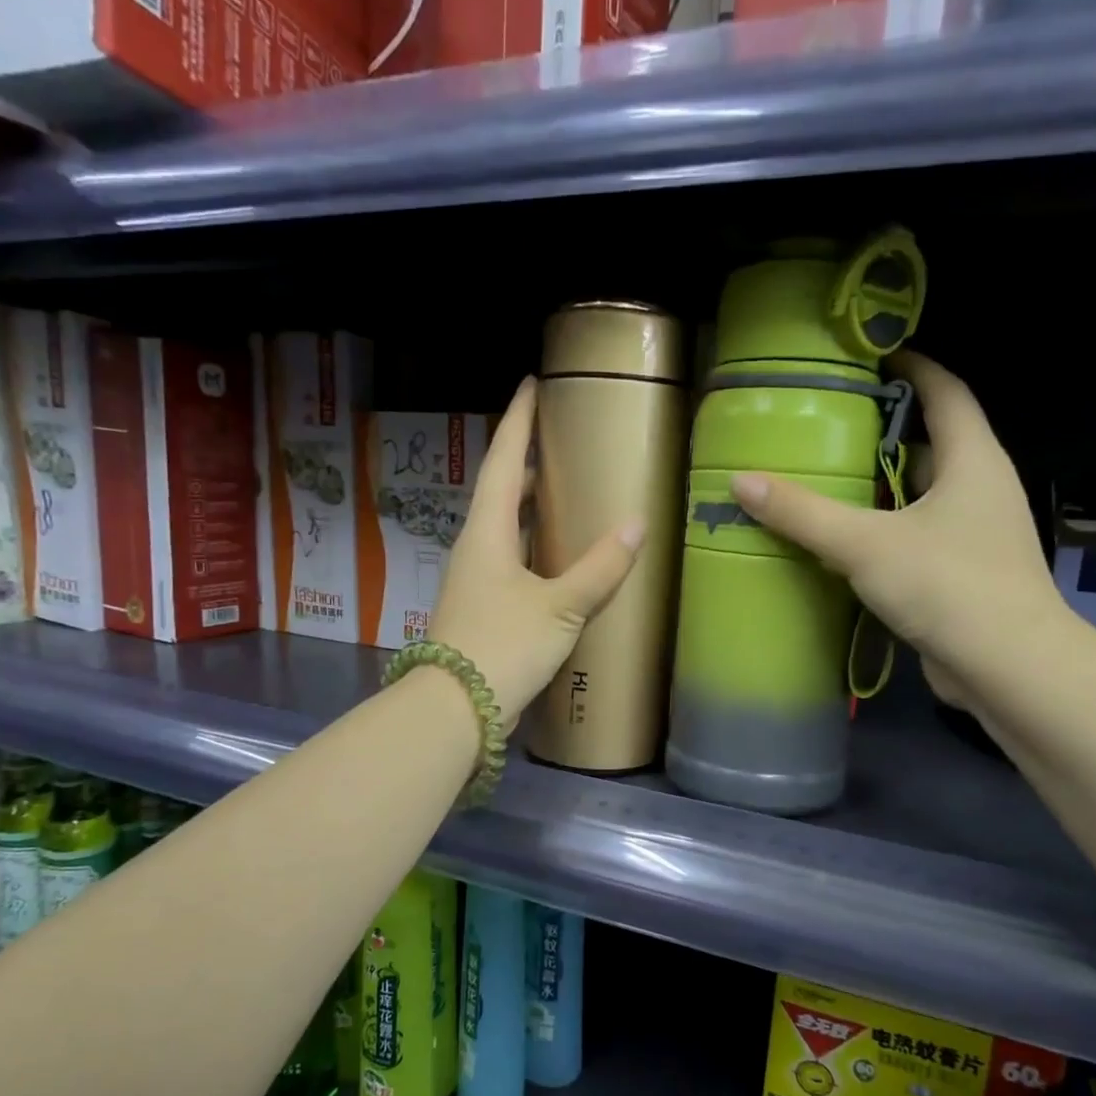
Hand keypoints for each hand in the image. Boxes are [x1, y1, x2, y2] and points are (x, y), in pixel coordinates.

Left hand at [426, 378, 645, 731]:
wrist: (458, 710)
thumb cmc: (503, 646)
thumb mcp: (559, 607)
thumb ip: (599, 569)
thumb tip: (636, 526)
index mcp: (486, 533)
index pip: (500, 461)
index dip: (517, 422)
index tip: (531, 385)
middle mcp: (475, 549)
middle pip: (498, 493)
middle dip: (525, 465)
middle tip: (559, 446)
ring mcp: (475, 582)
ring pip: (503, 530)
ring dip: (528, 509)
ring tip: (563, 496)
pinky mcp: (484, 611)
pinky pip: (511, 564)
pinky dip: (534, 550)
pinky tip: (559, 561)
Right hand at [730, 351, 1063, 706]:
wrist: (1008, 668)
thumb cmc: (948, 586)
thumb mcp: (865, 544)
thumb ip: (803, 513)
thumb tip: (740, 481)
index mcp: (973, 460)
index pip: (946, 392)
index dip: (913, 367)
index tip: (870, 356)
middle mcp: (982, 489)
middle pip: (934, 442)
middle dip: (886, 430)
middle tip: (830, 424)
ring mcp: (977, 534)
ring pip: (925, 494)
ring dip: (884, 485)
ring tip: (829, 478)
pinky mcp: (965, 574)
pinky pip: (920, 535)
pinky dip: (888, 529)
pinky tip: (849, 541)